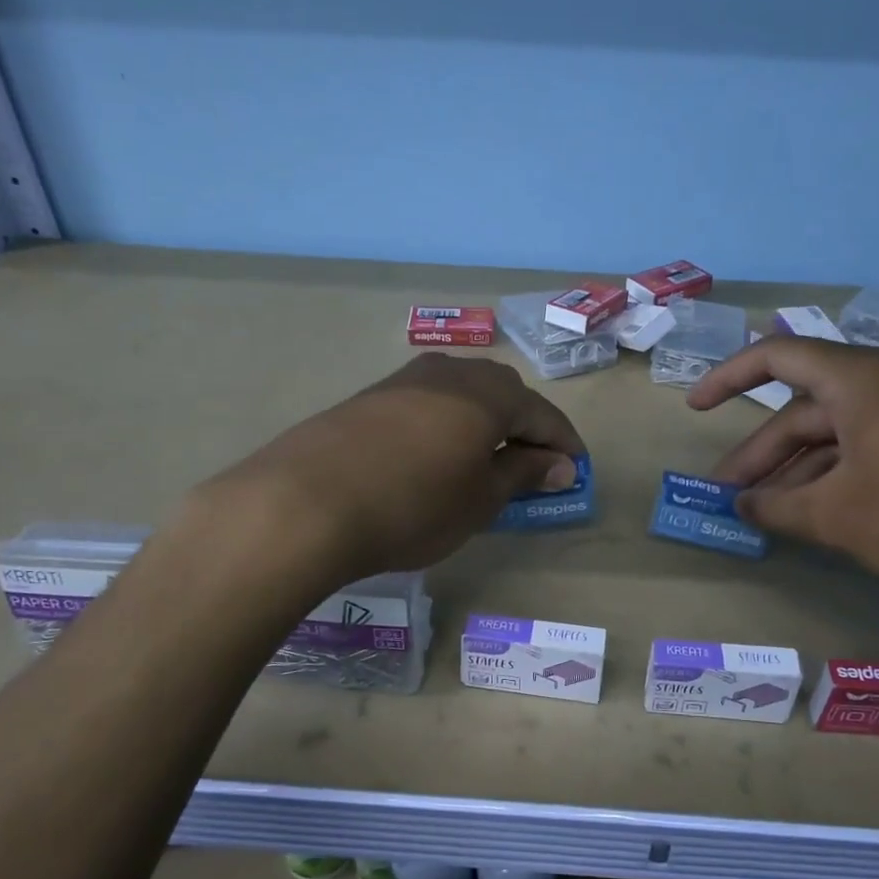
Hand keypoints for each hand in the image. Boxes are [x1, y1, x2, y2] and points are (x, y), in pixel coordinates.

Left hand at [213, 353, 585, 578]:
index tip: (574, 470)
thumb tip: (558, 464)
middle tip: (532, 465)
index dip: (562, 443)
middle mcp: (450, 372)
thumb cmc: (413, 505)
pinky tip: (434, 453)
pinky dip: (445, 425)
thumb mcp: (479, 499)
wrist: (304, 502)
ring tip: (484, 459)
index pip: (541, 413)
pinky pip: (426, 403)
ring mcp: (405, 380)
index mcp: (488, 393)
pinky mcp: (369, 396)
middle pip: (503, 394)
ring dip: (482, 422)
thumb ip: (523, 474)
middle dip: (524, 427)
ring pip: (461, 394)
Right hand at [688, 338, 878, 619]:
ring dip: (803, 468)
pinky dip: (844, 472)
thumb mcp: (841, 517)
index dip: (728, 378)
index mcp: (862, 379)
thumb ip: (778, 507)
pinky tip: (829, 511)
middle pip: (809, 406)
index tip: (695, 409)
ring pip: (844, 430)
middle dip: (764, 452)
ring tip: (773, 513)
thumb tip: (742, 505)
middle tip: (732, 496)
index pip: (777, 356)